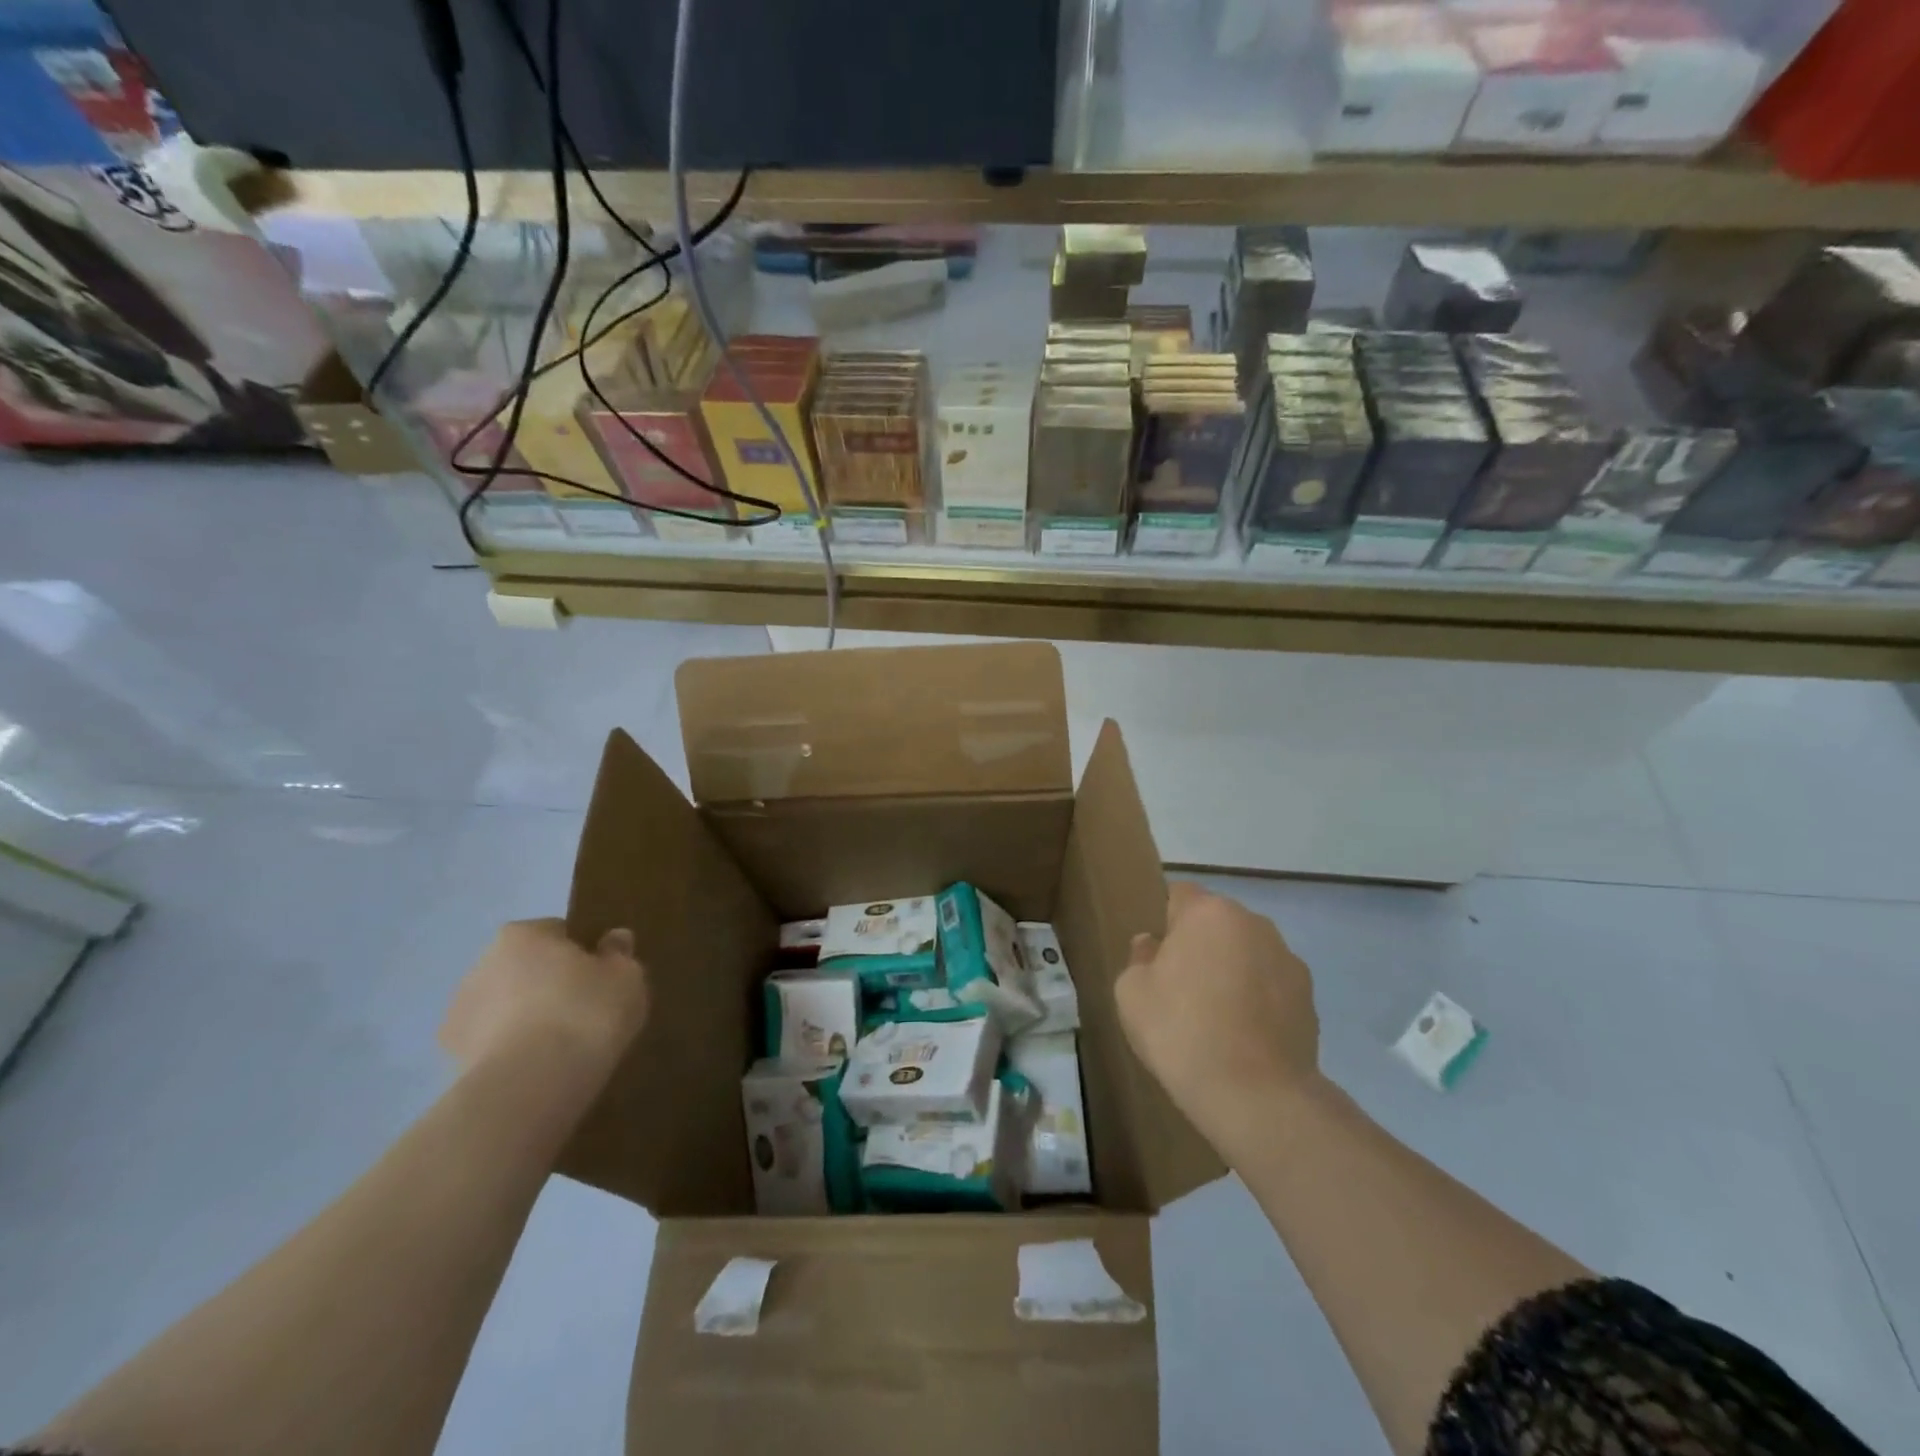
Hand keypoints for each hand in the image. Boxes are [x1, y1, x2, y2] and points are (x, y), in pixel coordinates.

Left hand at [441, 919, 649, 1087]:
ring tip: (564, 1048)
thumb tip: (613, 940)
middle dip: (551, 985)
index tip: (604, 979)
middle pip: (528, 969)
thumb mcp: (626, 976)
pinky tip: (540, 1070)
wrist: (531, 1086)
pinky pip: (494, 1045)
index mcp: (522, 934)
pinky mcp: (451, 1059)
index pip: (558, 933)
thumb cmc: (585, 1013)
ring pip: (507, 1007)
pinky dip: (513, 1052)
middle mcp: (481, 964)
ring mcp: (460, 1013)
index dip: (584, 954)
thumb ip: (619, 954)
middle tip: (587, 1012)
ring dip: (528, 1019)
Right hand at [1116, 883, 1321, 1147]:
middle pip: (1216, 923)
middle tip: (1180, 987)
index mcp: (1208, 913)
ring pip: (1247, 952)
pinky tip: (1243, 1036)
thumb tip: (1153, 946)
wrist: (1255, 1096)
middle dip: (1200, 945)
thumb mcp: (1131, 993)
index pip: (1180, 894)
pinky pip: (1271, 985)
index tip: (1157, 955)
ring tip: (1216, 1017)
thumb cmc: (1181, 1032)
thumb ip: (1139, 958)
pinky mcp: (1310, 997)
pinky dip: (1258, 999)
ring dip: (1232, 970)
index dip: (1165, 921)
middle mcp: (1254, 923)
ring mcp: (1288, 959)